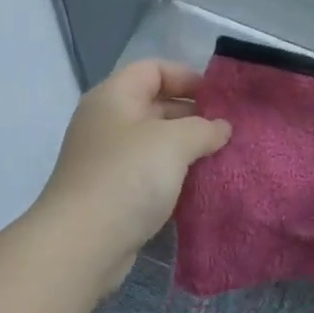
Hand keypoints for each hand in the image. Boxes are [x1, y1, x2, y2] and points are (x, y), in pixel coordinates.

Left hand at [38, 60, 231, 288]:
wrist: (84, 242)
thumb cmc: (128, 177)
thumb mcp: (174, 142)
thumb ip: (204, 128)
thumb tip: (221, 127)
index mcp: (114, 97)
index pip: (153, 69)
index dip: (187, 76)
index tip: (220, 98)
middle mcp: (107, 122)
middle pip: (155, 104)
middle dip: (193, 114)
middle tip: (229, 130)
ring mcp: (107, 159)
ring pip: (155, 142)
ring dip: (187, 148)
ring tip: (222, 156)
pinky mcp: (113, 192)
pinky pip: (150, 172)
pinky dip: (174, 174)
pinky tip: (201, 185)